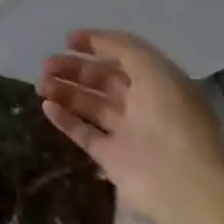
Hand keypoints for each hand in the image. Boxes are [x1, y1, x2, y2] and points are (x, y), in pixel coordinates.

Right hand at [37, 30, 223, 223]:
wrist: (183, 184)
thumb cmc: (172, 120)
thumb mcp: (154, 70)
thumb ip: (123, 49)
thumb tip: (92, 40)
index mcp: (161, 84)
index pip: (125, 58)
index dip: (98, 46)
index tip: (68, 40)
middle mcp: (145, 106)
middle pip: (104, 81)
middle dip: (75, 69)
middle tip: (46, 64)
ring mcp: (129, 134)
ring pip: (91, 106)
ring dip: (66, 92)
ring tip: (40, 85)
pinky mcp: (113, 159)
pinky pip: (84, 133)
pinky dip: (65, 120)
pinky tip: (46, 107)